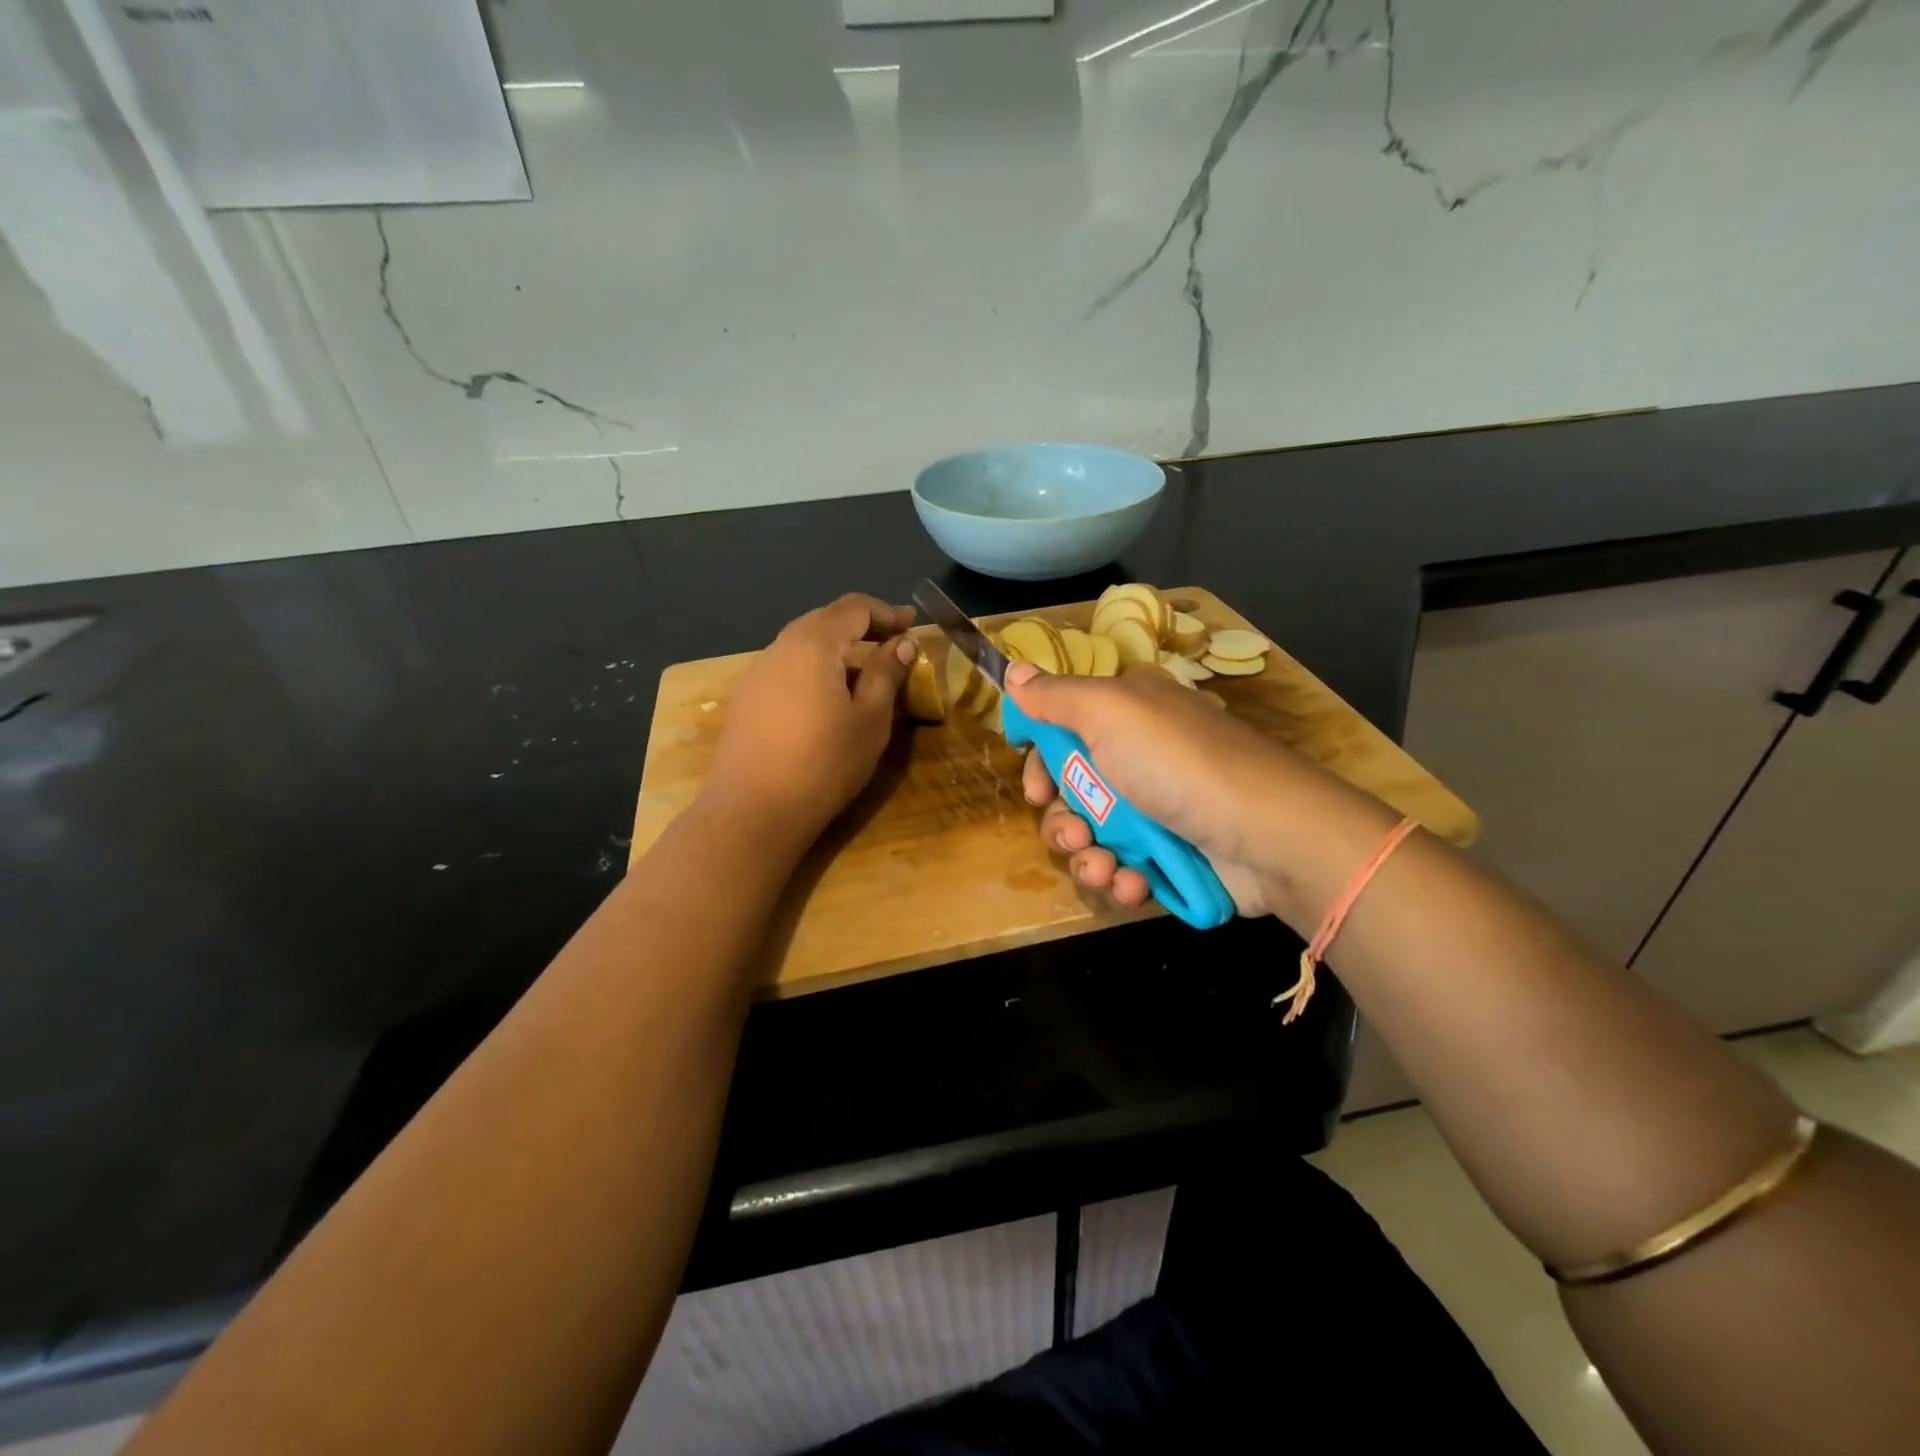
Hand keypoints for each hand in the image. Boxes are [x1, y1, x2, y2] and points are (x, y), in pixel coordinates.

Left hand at [704, 594, 916, 843]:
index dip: (886, 613)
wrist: (752, 811)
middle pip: (825, 621)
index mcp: (813, 643)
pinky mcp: (746, 701)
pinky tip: (828, 699)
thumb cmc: (823, 762)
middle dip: (862, 628)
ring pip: (804, 646)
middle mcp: (780, 647)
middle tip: (893, 644)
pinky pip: (788, 670)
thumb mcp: (870, 719)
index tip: (911, 625)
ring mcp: (757, 674)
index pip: (854, 608)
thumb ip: (887, 674)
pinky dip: (816, 671)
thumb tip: (903, 643)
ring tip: (865, 675)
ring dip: (838, 651)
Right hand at [1009, 661, 1394, 924]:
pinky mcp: (1172, 854)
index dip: (1041, 763)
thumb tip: (1013, 670)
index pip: (1063, 734)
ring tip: (1106, 867)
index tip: (1036, 788)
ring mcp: (1157, 809)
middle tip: (1074, 834)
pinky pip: (1125, 868)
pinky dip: (1122, 878)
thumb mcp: (1109, 712)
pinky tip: (1133, 883)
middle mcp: (1138, 757)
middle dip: (1062, 821)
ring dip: (1088, 857)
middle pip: (1071, 792)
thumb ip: (1055, 696)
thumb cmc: (1178, 763)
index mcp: (1126, 714)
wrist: (1268, 834)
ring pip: (1093, 836)